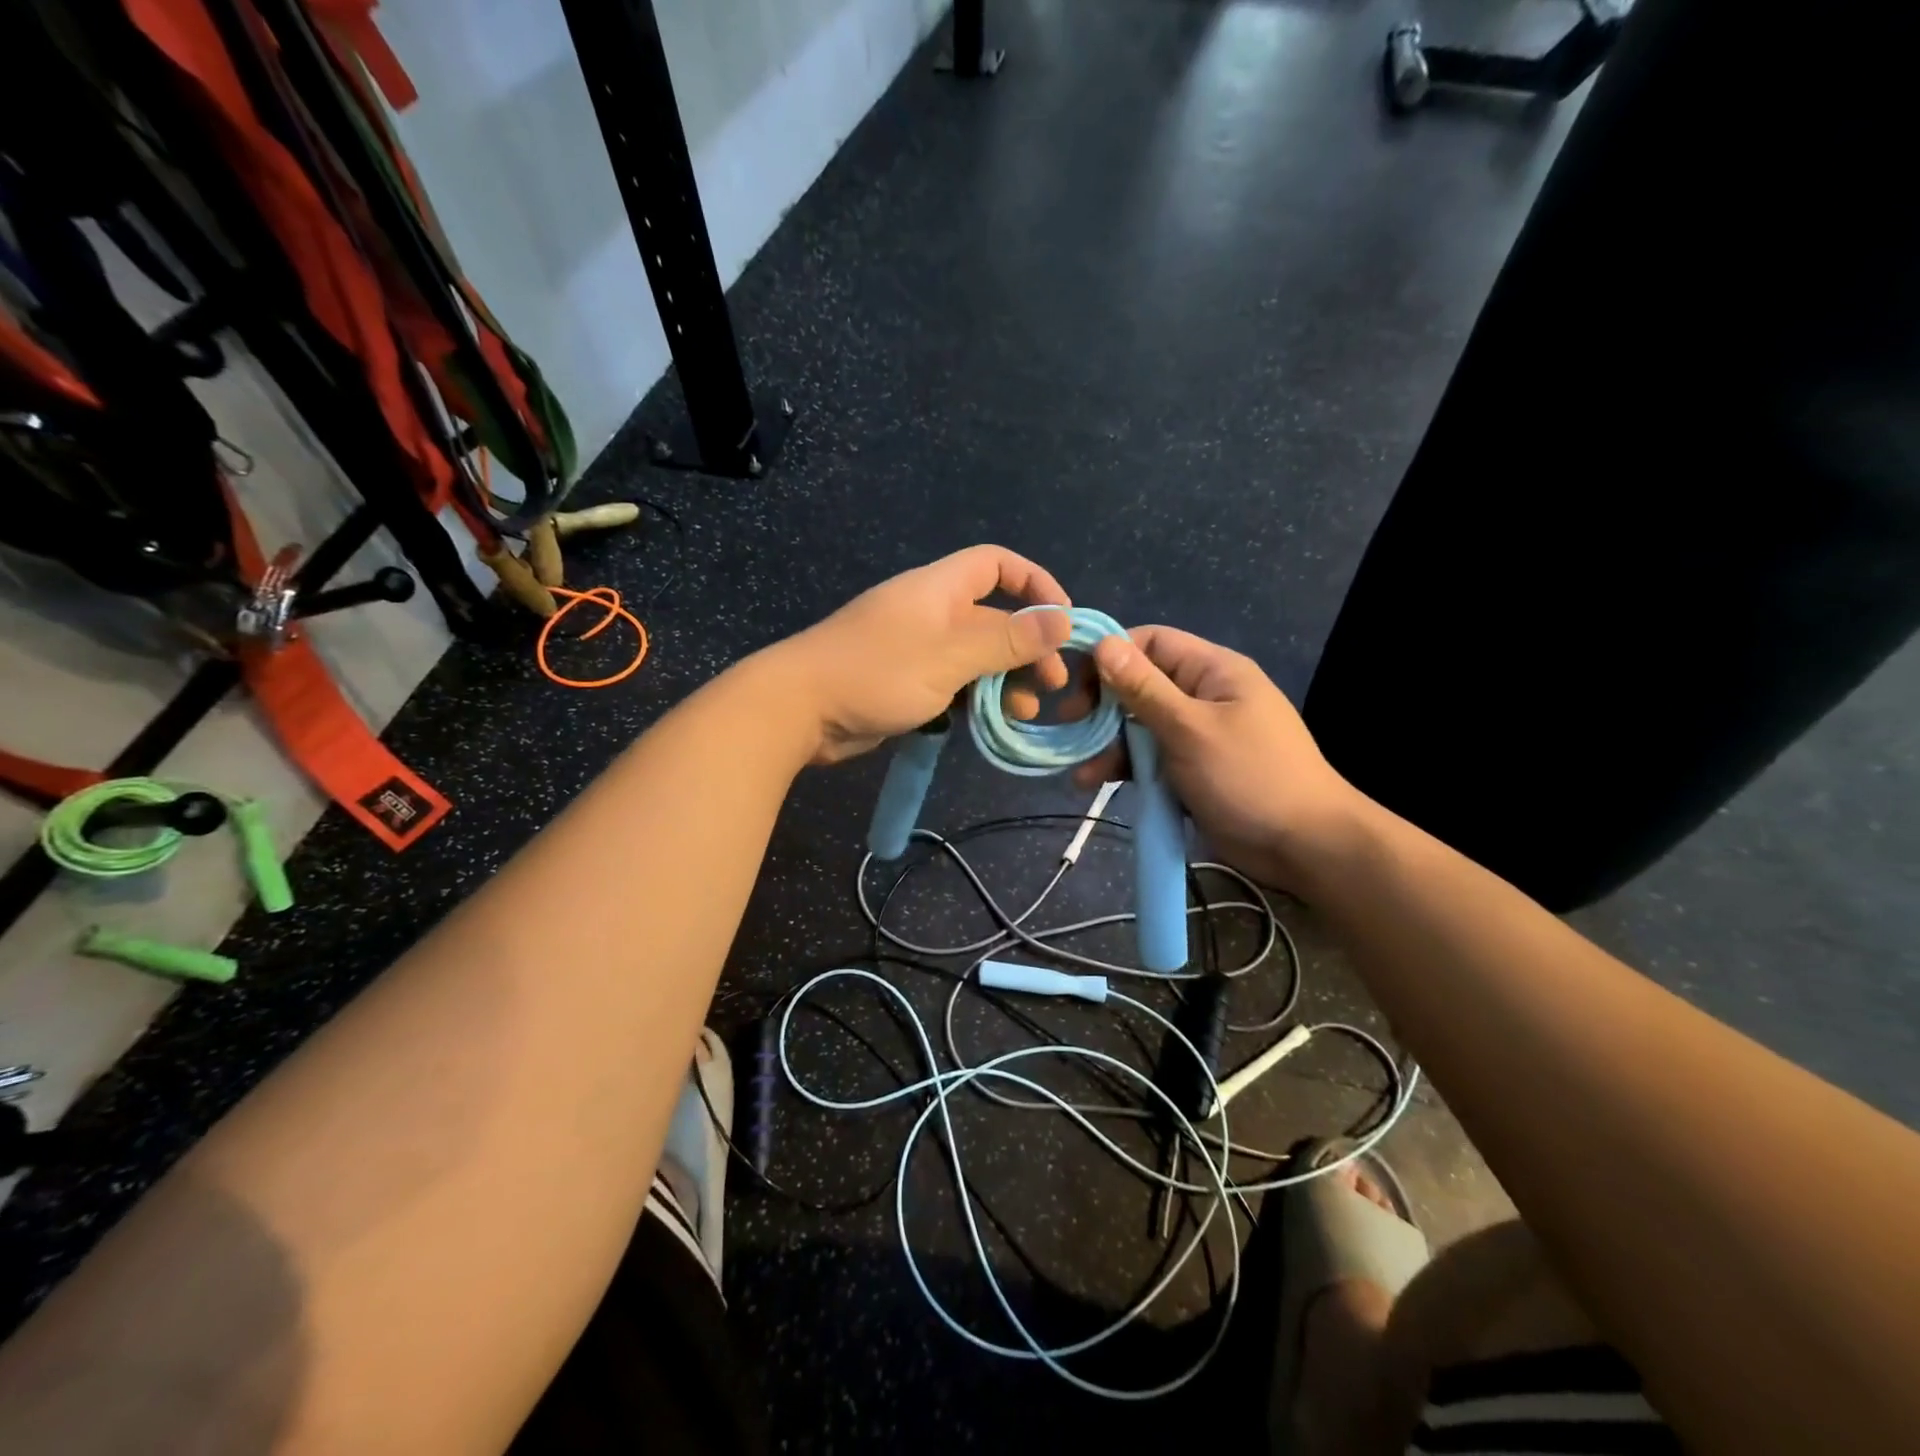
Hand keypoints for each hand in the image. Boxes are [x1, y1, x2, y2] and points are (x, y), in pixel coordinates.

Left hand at [773, 546, 1073, 764]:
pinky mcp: (906, 682)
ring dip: (1006, 679)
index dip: (1034, 583)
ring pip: (977, 656)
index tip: (1062, 620)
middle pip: (993, 616)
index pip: (997, 564)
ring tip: (1025, 711)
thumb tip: (1063, 621)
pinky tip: (992, 723)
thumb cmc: (876, 672)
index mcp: (940, 588)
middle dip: (1028, 646)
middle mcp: (931, 612)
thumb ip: (1007, 639)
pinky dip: (978, 698)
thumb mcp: (950, 655)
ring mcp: (917, 649)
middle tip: (1051, 685)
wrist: (799, 710)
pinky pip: (955, 683)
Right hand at [1073, 626, 1365, 890]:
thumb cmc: (1249, 777)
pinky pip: (1149, 758)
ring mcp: (1196, 734)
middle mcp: (1202, 695)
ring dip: (1107, 744)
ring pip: (1139, 726)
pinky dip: (1124, 767)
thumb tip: (1102, 643)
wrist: (1304, 847)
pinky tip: (1094, 783)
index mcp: (1212, 671)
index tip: (1074, 684)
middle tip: (1070, 726)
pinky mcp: (1190, 769)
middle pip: (1139, 685)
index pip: (1150, 642)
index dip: (1110, 655)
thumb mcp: (1190, 729)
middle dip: (1102, 706)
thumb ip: (1143, 688)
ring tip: (1079, 771)